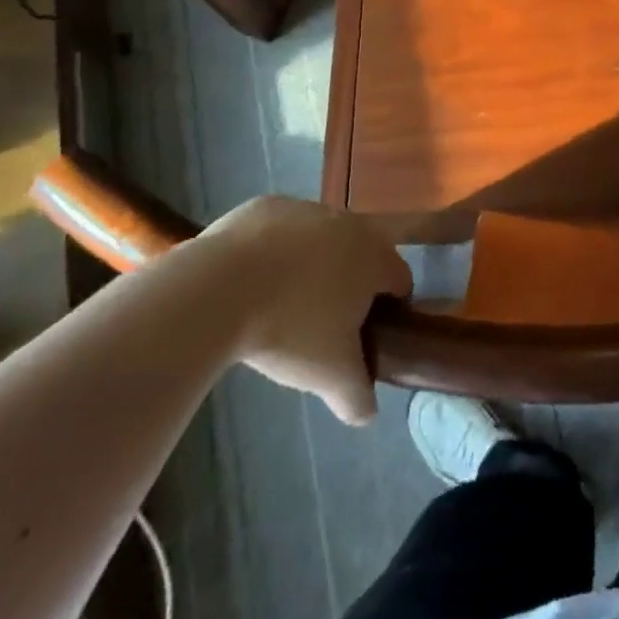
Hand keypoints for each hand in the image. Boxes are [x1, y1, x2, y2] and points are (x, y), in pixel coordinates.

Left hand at [206, 197, 411, 424]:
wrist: (219, 289)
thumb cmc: (290, 328)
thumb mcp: (331, 376)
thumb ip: (357, 397)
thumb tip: (366, 413)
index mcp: (374, 255)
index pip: (399, 280)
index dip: (389, 311)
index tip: (366, 337)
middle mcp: (348, 221)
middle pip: (360, 256)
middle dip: (348, 287)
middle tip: (323, 326)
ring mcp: (305, 208)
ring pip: (320, 241)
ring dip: (311, 266)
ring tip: (281, 306)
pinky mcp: (264, 206)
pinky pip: (279, 233)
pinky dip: (274, 253)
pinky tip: (251, 284)